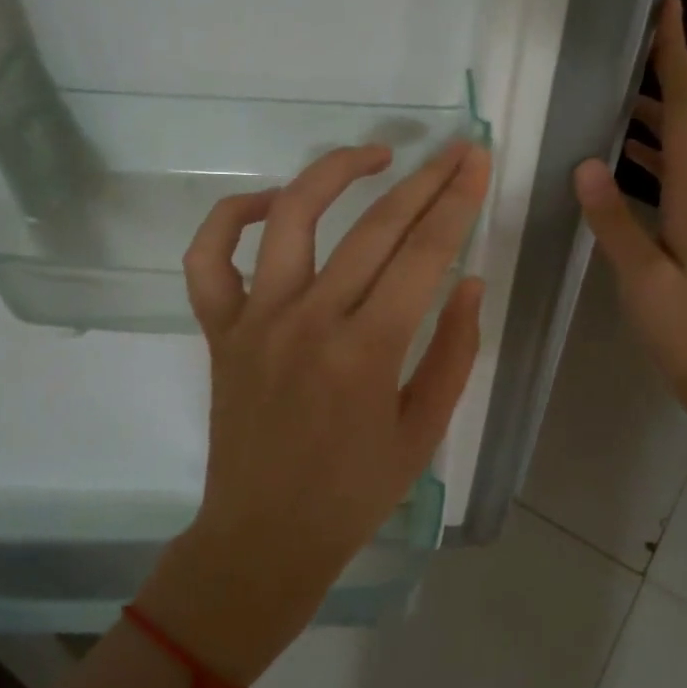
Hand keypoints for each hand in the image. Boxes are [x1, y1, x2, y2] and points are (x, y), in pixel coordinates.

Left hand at [137, 139, 489, 685]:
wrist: (264, 537)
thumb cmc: (354, 494)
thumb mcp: (425, 431)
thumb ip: (455, 351)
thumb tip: (471, 282)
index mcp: (367, 352)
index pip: (424, 255)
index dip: (457, 202)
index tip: (476, 161)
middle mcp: (309, 321)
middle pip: (374, 227)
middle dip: (423, 180)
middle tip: (452, 150)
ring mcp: (255, 320)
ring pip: (291, 217)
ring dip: (334, 172)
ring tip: (375, 155)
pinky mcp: (220, 329)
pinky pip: (210, 256)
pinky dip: (234, 217)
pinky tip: (273, 203)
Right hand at [573, 0, 686, 444]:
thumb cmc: (682, 326)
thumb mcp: (641, 276)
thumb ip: (613, 219)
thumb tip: (585, 162)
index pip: (685, 113)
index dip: (676, 60)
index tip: (670, 10)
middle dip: (668, 73)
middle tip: (640, 38)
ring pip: (680, 145)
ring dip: (656, 113)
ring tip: (621, 91)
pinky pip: (672, 173)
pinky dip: (651, 152)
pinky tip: (625, 156)